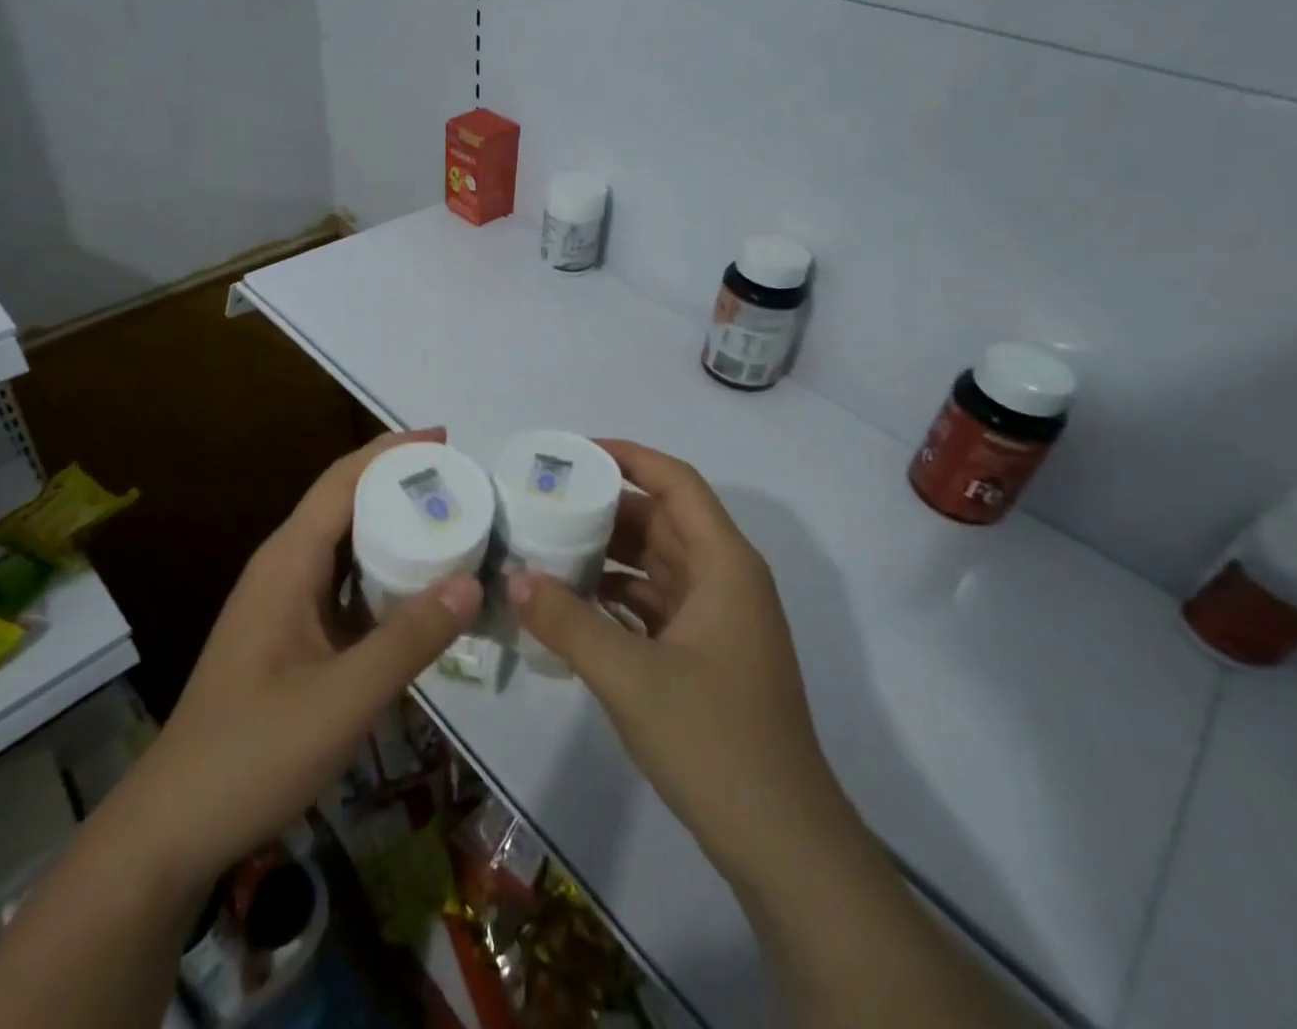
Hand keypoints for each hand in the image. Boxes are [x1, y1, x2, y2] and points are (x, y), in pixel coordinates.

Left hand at [138, 428, 482, 891]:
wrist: (174, 828)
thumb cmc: (252, 754)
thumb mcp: (342, 700)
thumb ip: (409, 641)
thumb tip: (473, 582)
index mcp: (287, 562)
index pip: (342, 481)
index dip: (392, 451)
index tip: (445, 438)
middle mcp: (283, 568)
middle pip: (345, 503)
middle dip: (400, 484)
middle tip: (463, 487)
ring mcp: (284, 602)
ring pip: (345, 544)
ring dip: (393, 527)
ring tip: (453, 526)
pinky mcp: (290, 634)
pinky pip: (344, 583)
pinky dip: (382, 572)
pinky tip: (418, 590)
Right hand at [508, 440, 849, 885]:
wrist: (783, 844)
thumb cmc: (715, 742)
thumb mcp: (631, 678)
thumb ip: (568, 622)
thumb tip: (513, 577)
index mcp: (723, 564)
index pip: (676, 482)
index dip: (629, 457)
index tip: (575, 452)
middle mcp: (724, 579)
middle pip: (662, 520)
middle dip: (606, 506)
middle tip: (544, 499)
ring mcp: (717, 619)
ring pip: (656, 563)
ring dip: (608, 553)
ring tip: (546, 543)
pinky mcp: (705, 654)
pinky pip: (654, 603)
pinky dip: (616, 596)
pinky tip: (571, 602)